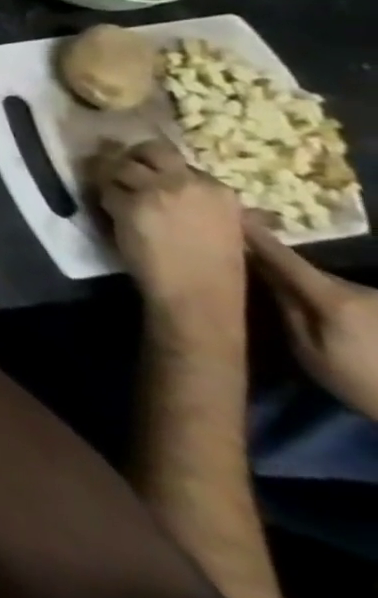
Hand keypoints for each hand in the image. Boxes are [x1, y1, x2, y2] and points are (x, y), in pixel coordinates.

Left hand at [91, 141, 246, 328]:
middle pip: (149, 150)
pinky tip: (110, 210)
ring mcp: (155, 191)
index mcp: (218, 189)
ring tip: (111, 190)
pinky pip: (106, 189)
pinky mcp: (128, 203)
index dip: (157, 165)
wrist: (198, 292)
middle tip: (120, 168)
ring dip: (112, 176)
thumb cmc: (216, 267)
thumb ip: (212, 202)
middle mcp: (186, 183)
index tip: (147, 173)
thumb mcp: (230, 227)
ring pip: (121, 166)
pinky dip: (104, 197)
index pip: (177, 159)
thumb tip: (198, 184)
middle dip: (131, 156)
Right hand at [244, 215, 377, 421]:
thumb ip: (288, 310)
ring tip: (301, 306)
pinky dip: (337, 305)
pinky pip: (353, 300)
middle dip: (285, 272)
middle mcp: (360, 291)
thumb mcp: (311, 352)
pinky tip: (337, 323)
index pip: (286, 260)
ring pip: (333, 287)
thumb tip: (266, 276)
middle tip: (258, 273)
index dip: (259, 237)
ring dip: (314, 291)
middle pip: (311, 273)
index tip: (234, 214)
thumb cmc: (362, 384)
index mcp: (333, 298)